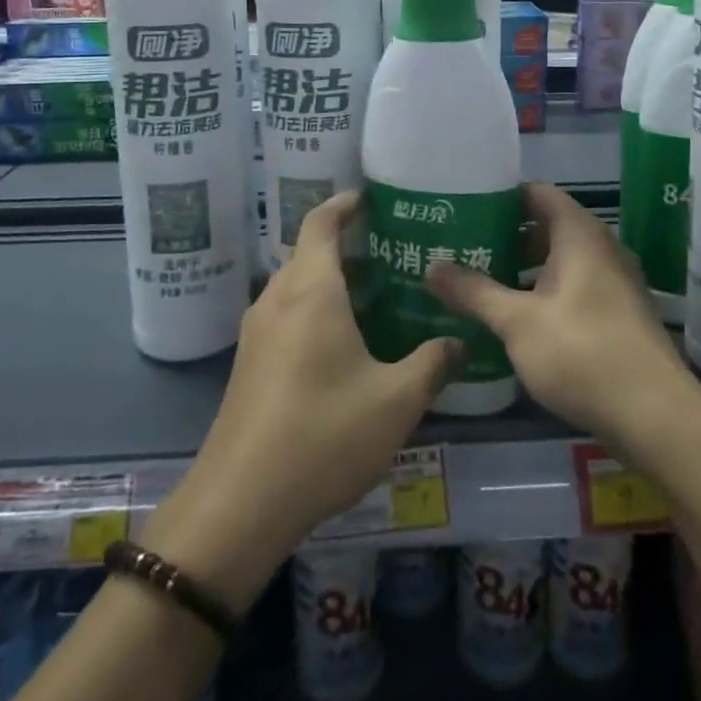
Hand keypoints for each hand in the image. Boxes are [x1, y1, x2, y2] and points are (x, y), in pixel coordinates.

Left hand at [141, 192, 461, 610]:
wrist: (239, 503)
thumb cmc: (323, 435)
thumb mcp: (395, 401)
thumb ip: (432, 364)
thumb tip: (461, 342)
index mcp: (311, 291)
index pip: (321, 223)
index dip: (344, 204)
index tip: (370, 198)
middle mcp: (278, 299)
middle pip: (309, 253)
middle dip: (347, 247)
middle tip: (391, 253)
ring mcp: (257, 333)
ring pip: (297, 287)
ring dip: (331, 282)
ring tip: (375, 296)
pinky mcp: (248, 364)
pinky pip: (286, 316)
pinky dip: (315, 310)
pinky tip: (344, 345)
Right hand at [428, 182, 689, 451]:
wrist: (656, 417)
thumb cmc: (583, 353)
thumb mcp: (518, 322)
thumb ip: (474, 292)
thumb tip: (431, 267)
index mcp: (579, 234)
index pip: (536, 193)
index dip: (500, 196)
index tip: (463, 207)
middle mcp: (601, 248)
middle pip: (546, 226)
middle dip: (504, 236)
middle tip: (461, 248)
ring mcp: (614, 283)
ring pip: (559, 261)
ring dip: (522, 268)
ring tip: (478, 282)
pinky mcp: (618, 315)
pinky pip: (573, 288)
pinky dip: (542, 292)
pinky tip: (514, 318)